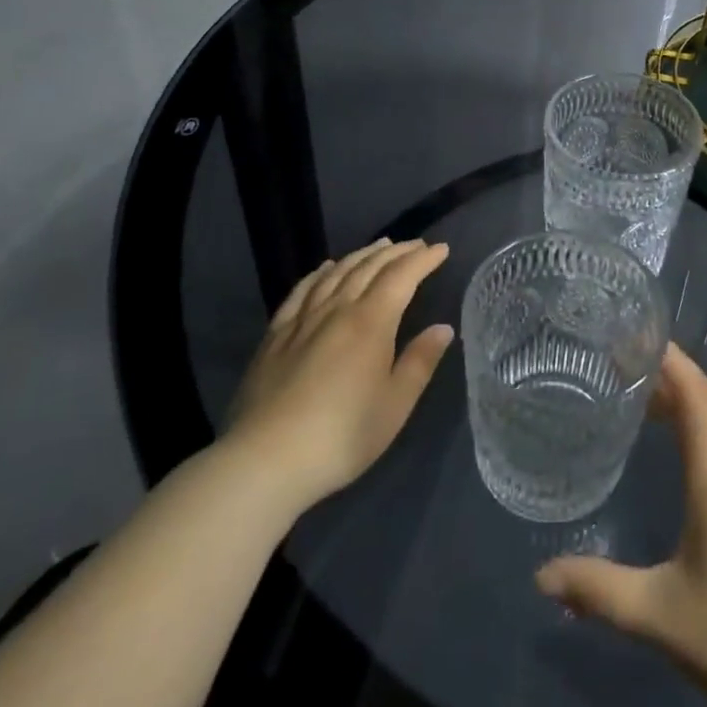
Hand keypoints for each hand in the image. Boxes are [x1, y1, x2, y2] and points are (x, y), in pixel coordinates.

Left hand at [222, 238, 453, 514]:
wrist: (264, 461)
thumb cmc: (341, 436)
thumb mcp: (394, 405)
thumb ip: (419, 362)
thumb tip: (443, 328)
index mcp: (372, 322)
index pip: (402, 276)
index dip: (423, 259)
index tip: (441, 249)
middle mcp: (338, 309)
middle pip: (370, 267)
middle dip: (397, 252)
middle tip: (416, 245)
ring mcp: (303, 319)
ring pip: (337, 273)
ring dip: (361, 255)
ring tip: (379, 246)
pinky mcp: (276, 335)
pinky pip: (302, 291)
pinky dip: (319, 273)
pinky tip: (325, 269)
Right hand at [534, 346, 706, 706]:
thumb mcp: (662, 615)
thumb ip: (600, 591)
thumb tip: (541, 575)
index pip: (695, 392)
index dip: (668, 356)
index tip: (631, 333)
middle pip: (704, 400)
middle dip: (665, 373)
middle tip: (616, 361)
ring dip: (679, 401)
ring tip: (635, 395)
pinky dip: (692, 430)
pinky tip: (670, 451)